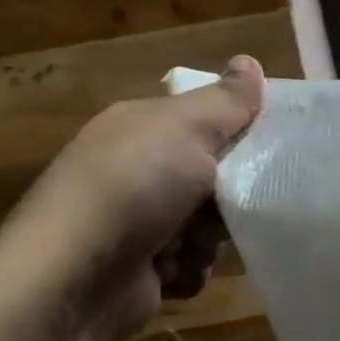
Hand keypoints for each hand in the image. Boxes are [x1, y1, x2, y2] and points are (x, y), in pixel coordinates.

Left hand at [0, 57, 264, 340]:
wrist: (73, 280)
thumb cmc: (134, 189)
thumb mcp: (186, 129)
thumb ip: (226, 101)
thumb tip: (249, 61)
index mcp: (142, 128)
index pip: (207, 119)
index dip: (239, 131)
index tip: (267, 147)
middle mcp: (137, 170)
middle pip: (215, 176)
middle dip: (227, 196)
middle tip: (227, 201)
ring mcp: (136, 220)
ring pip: (209, 225)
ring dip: (207, 239)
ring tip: (188, 244)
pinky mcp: (141, 266)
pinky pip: (191, 263)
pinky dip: (188, 268)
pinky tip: (171, 270)